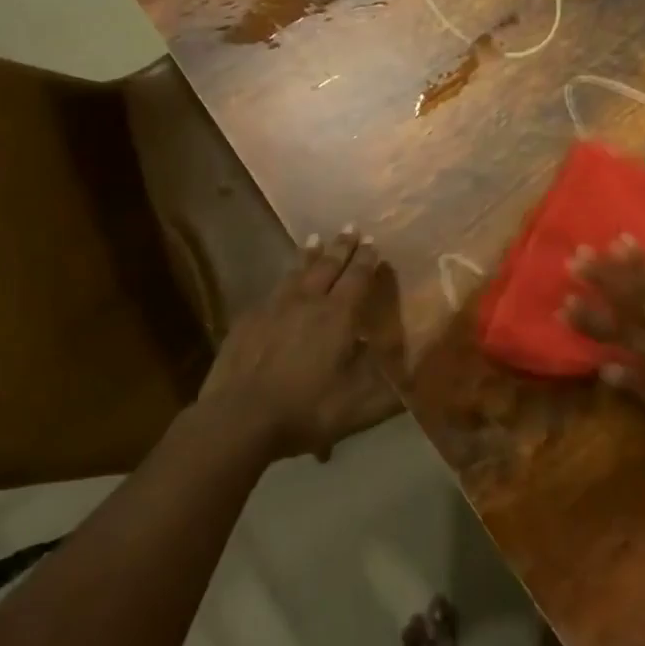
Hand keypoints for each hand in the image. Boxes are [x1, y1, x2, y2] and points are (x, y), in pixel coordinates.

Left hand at [199, 228, 402, 461]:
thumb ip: (387, 385)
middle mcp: (308, 302)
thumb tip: (405, 368)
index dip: (367, 259)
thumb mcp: (360, 405)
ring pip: (296, 272)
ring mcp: (273, 308)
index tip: (373, 242)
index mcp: (338, 316)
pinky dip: (283, 281)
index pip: (357, 278)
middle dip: (342, 246)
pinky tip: (281, 284)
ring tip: (315, 240)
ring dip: (310, 255)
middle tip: (350, 227)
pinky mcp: (247, 321)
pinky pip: (271, 292)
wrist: (239, 418)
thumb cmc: (306, 409)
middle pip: (328, 266)